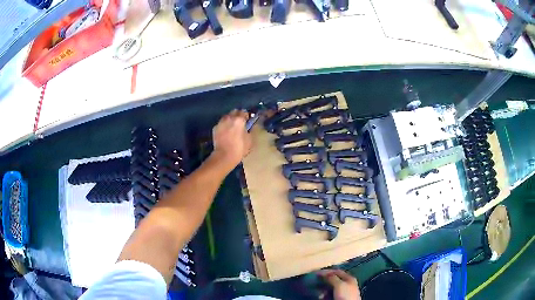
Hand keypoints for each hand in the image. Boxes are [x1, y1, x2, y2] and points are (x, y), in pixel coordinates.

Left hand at [211, 109, 252, 169]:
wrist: (224, 156)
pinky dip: (224, 125)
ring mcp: (221, 122)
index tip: (247, 121)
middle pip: (234, 111)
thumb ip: (249, 130)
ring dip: (230, 119)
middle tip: (240, 122)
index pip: (244, 112)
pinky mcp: (215, 128)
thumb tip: (249, 127)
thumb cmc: (239, 148)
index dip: (246, 116)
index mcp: (239, 120)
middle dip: (237, 115)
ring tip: (232, 127)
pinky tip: (225, 132)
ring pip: (226, 116)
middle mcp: (229, 118)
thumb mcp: (250, 140)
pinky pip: (221, 123)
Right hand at [318, 269, 360, 299]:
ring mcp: (343, 292)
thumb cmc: (346, 295)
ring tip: (320, 293)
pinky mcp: (340, 298)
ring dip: (324, 290)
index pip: (337, 271)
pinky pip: (330, 295)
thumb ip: (332, 278)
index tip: (317, 273)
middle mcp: (347, 284)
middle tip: (316, 283)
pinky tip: (322, 297)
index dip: (327, 271)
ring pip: (331, 288)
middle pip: (334, 280)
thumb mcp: (339, 285)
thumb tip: (325, 273)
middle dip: (324, 281)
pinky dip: (325, 295)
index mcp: (349, 278)